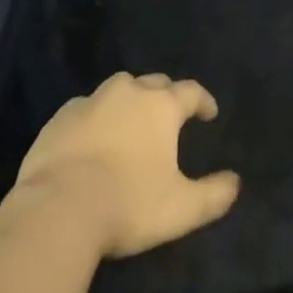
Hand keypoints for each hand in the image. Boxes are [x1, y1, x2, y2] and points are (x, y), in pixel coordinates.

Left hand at [15, 71, 240, 259]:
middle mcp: (128, 92)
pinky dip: (96, 117)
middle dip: (166, 95)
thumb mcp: (181, 209)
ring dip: (129, 100)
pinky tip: (92, 138)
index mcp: (161, 106)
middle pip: (154, 83)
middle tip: (169, 116)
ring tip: (131, 122)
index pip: (190, 91)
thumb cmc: (127, 204)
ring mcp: (91, 101)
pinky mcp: (61, 117)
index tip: (209, 113)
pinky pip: (86, 108)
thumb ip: (213, 195)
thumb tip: (235, 183)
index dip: (203, 101)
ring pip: (119, 89)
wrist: (57, 208)